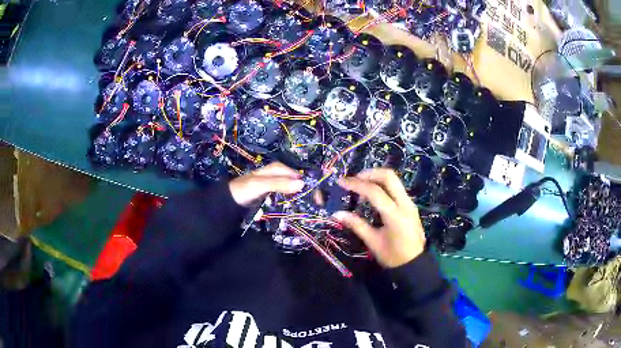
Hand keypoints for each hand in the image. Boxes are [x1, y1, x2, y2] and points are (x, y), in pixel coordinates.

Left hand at [229, 162, 304, 206]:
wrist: (226, 203)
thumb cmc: (244, 190)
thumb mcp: (261, 184)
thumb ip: (280, 183)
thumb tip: (302, 184)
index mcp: (272, 170)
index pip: (291, 172)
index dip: (302, 179)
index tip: (313, 191)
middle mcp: (271, 176)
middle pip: (290, 180)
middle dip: (301, 188)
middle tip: (311, 200)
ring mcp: (268, 187)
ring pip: (286, 189)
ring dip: (295, 195)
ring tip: (304, 204)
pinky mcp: (265, 197)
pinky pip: (280, 197)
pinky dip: (287, 201)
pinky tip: (290, 207)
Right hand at [333, 168, 424, 267]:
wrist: (414, 264)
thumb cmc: (393, 256)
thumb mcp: (373, 242)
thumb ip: (356, 225)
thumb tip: (337, 214)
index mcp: (395, 214)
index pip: (374, 191)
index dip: (356, 184)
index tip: (341, 181)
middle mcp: (405, 204)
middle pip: (389, 176)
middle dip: (369, 173)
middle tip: (354, 179)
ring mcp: (409, 203)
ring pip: (394, 180)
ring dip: (376, 177)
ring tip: (360, 186)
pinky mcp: (410, 205)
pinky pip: (396, 188)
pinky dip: (383, 185)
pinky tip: (372, 194)